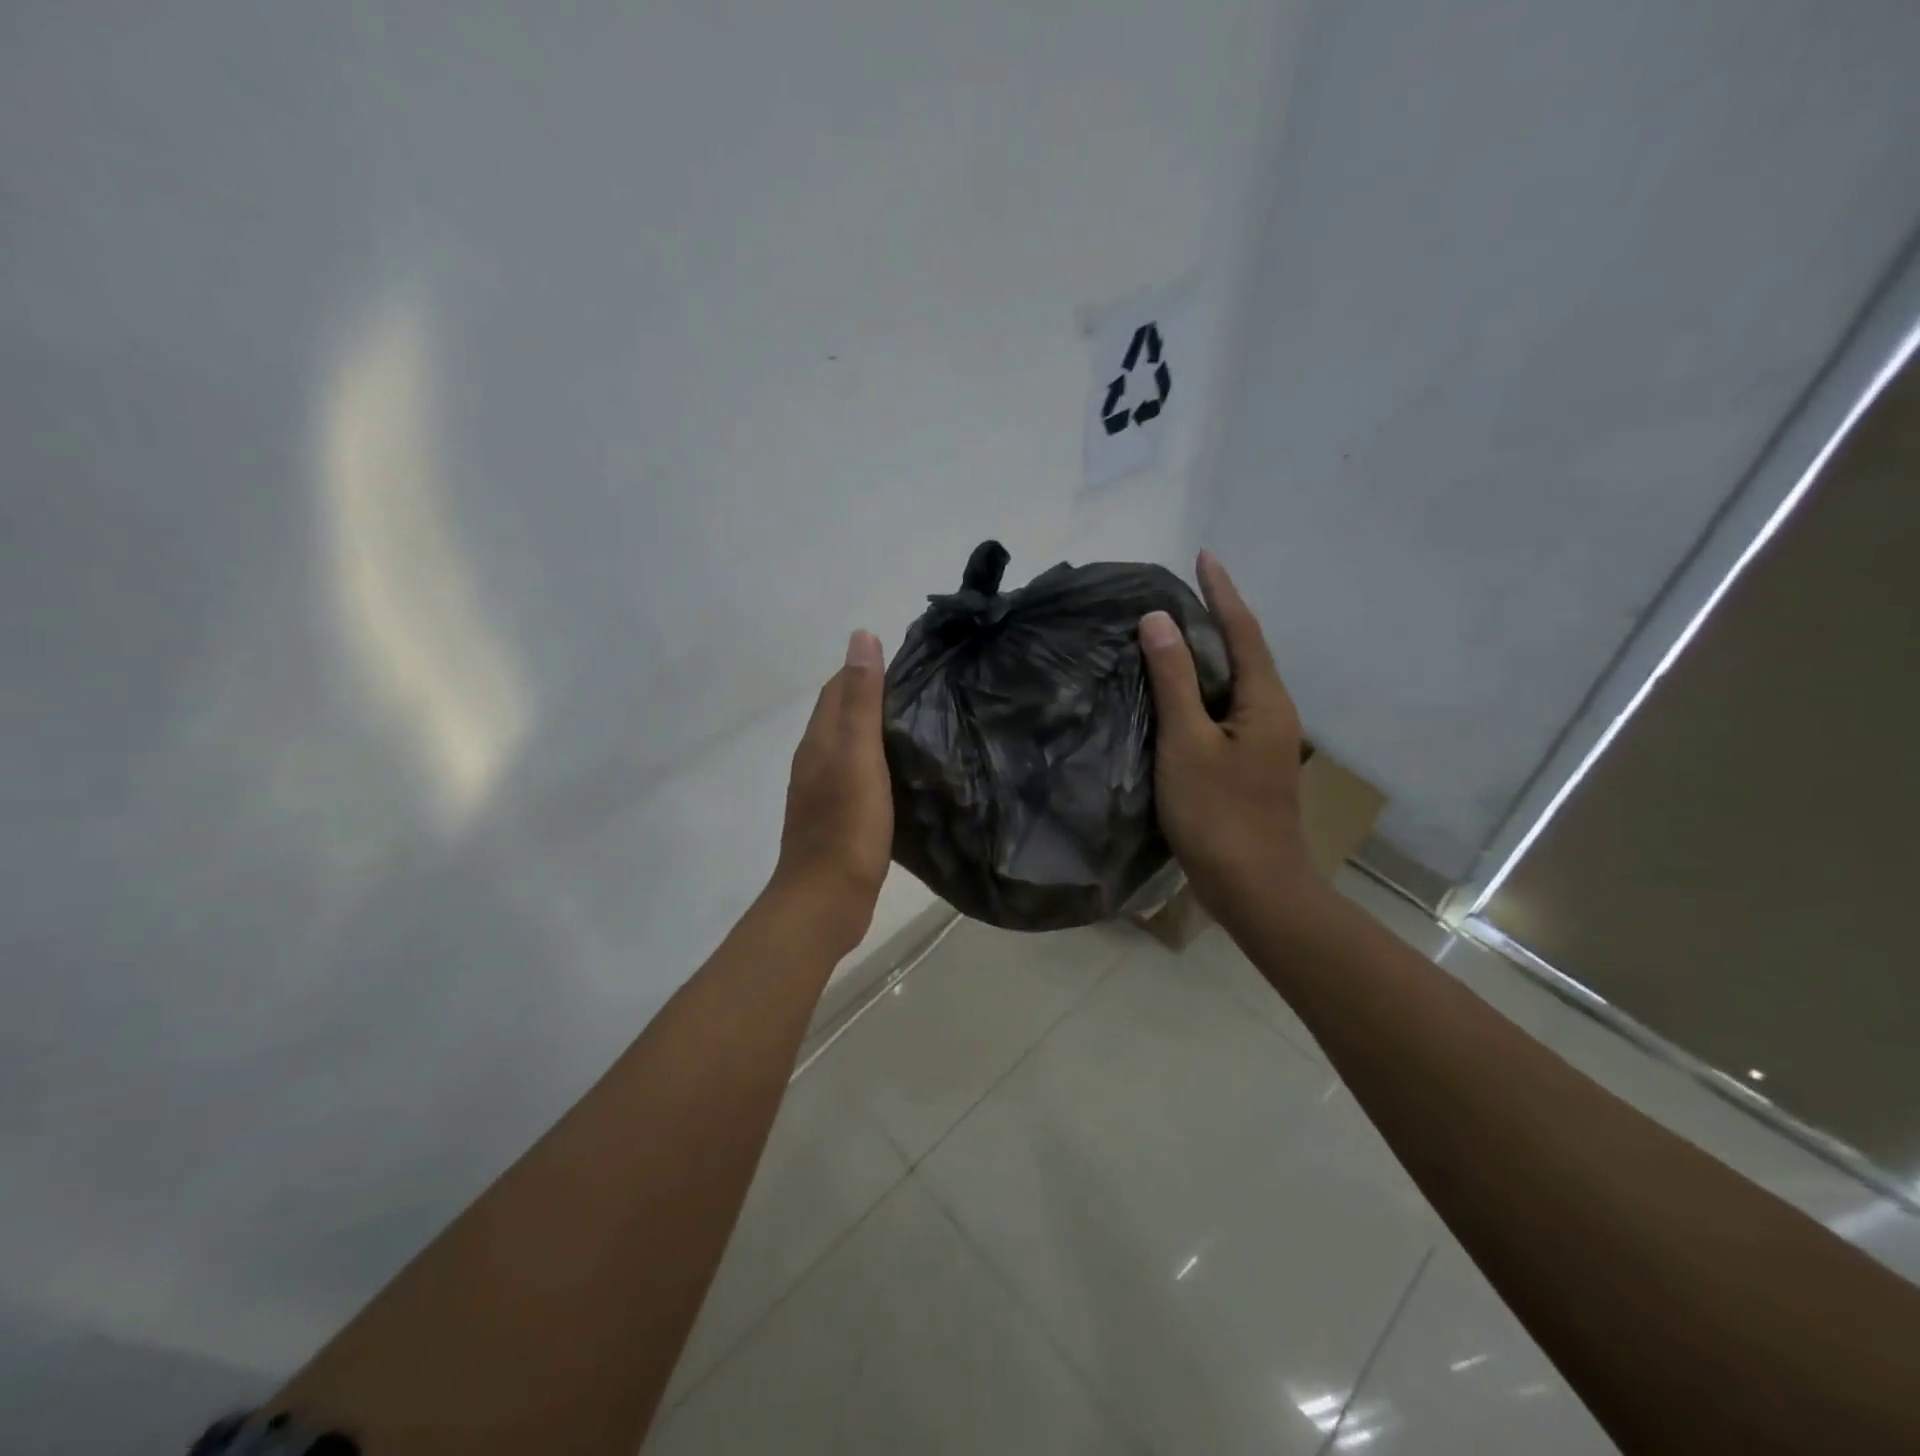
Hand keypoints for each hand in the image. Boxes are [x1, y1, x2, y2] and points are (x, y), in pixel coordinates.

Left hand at [768, 630, 893, 951]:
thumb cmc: (846, 825)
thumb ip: (862, 699)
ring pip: (849, 747)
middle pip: (840, 715)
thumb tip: (861, 636)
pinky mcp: (836, 818)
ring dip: (874, 731)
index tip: (906, 662)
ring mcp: (823, 792)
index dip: (864, 669)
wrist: (825, 899)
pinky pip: (857, 776)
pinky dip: (876, 764)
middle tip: (921, 692)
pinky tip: (900, 774)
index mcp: (819, 740)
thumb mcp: (859, 755)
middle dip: (871, 696)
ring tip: (916, 726)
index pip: (837, 688)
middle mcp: (815, 760)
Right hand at [1139, 551, 1315, 926]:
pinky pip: (1226, 708)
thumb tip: (1158, 620)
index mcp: (1265, 700)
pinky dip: (1203, 688)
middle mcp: (1273, 712)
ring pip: (1235, 682)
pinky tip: (1178, 693)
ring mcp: (1264, 741)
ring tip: (1172, 633)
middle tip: (1180, 591)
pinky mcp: (1249, 763)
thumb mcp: (1187, 743)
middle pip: (1245, 652)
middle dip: (1217, 616)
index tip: (1203, 556)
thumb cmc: (1219, 814)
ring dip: (1209, 653)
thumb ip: (1174, 681)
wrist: (1254, 887)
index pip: (1242, 630)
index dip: (1222, 591)